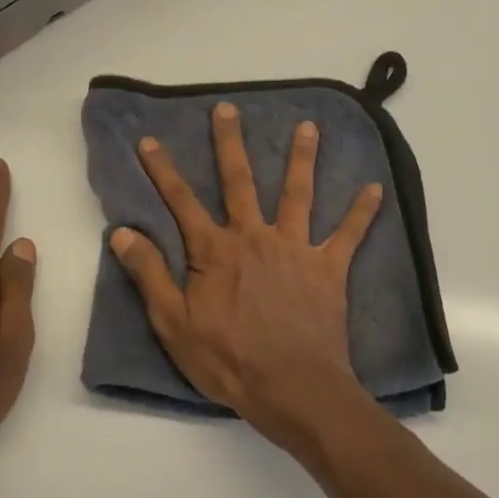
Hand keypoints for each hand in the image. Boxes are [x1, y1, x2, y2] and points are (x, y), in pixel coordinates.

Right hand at [109, 101, 382, 457]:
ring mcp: (295, 249)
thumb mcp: (173, 323)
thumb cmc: (227, 360)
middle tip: (228, 109)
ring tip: (309, 127)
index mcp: (215, 251)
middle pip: (240, 182)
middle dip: (230, 144)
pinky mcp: (328, 269)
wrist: (291, 387)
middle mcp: (255, 238)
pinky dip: (361, 212)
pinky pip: (348, 235)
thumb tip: (123, 233)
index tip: (151, 140)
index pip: (182, 202)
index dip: (163, 171)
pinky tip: (375, 188)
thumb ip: (150, 274)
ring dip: (302, 159)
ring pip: (297, 194)